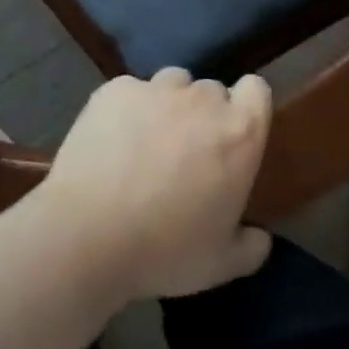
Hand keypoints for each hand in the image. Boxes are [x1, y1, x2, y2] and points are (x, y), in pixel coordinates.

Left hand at [37, 69, 272, 302]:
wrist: (88, 233)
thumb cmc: (165, 250)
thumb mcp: (220, 265)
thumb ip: (250, 247)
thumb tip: (260, 237)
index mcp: (239, 133)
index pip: (256, 90)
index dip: (246, 106)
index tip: (234, 133)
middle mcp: (203, 99)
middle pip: (211, 91)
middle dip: (204, 115)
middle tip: (186, 153)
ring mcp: (156, 89)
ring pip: (172, 84)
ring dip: (168, 106)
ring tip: (147, 142)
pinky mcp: (116, 89)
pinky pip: (131, 91)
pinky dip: (127, 109)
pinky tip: (112, 141)